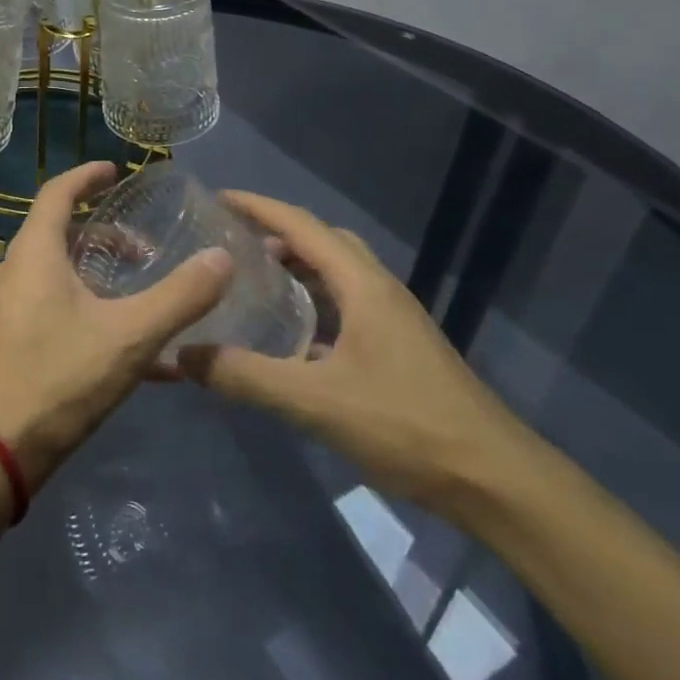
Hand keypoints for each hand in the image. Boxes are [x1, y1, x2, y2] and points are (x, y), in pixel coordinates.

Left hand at [0, 161, 232, 489]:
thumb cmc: (58, 378)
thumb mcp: (129, 336)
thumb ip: (180, 297)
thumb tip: (222, 257)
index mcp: (34, 253)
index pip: (57, 193)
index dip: (87, 177)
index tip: (116, 172)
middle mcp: (15, 272)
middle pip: (61, 234)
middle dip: (106, 236)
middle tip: (147, 249)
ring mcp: (9, 310)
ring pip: (60, 275)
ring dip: (101, 277)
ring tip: (144, 296)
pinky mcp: (10, 343)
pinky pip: (57, 311)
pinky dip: (93, 314)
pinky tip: (134, 354)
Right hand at [175, 192, 539, 515]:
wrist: (495, 480)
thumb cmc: (407, 426)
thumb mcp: (316, 401)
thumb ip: (247, 376)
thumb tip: (183, 355)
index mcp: (363, 285)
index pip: (302, 226)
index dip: (259, 206)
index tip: (218, 199)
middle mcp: (379, 291)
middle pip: (323, 241)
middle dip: (277, 233)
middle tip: (233, 244)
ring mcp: (394, 320)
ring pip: (338, 275)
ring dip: (298, 268)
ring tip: (254, 281)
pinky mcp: (399, 349)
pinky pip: (347, 306)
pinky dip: (315, 303)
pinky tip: (292, 338)